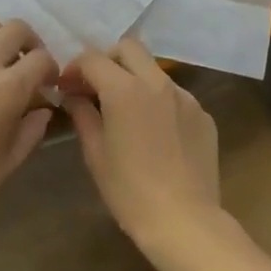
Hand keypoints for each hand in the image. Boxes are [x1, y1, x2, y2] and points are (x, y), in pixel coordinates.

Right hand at [61, 38, 222, 255]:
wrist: (186, 222)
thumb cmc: (131, 192)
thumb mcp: (96, 155)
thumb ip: (83, 116)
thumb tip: (73, 96)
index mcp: (125, 89)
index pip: (94, 58)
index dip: (75, 68)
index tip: (67, 87)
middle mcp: (157, 82)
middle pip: (129, 47)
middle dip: (108, 60)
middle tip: (96, 87)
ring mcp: (185, 96)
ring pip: (154, 70)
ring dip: (135, 79)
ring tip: (127, 111)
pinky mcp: (203, 114)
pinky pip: (175, 96)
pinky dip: (159, 102)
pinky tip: (156, 133)